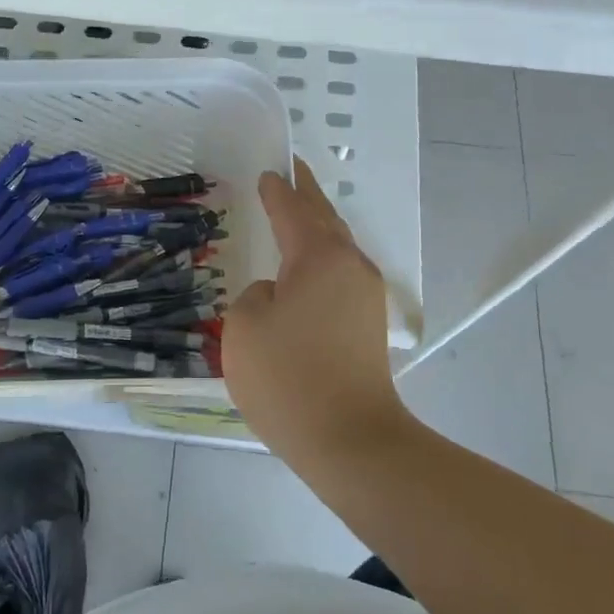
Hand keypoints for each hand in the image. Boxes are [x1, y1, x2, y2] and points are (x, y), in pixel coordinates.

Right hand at [222, 159, 405, 469]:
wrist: (351, 440)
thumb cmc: (289, 377)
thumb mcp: (245, 327)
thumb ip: (254, 296)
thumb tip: (276, 295)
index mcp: (318, 256)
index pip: (293, 210)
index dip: (277, 191)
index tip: (268, 172)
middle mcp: (349, 266)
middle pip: (325, 218)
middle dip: (307, 195)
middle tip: (292, 172)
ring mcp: (365, 296)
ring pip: (337, 246)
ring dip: (318, 225)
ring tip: (298, 212)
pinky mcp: (368, 325)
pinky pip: (341, 273)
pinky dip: (322, 257)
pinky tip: (308, 267)